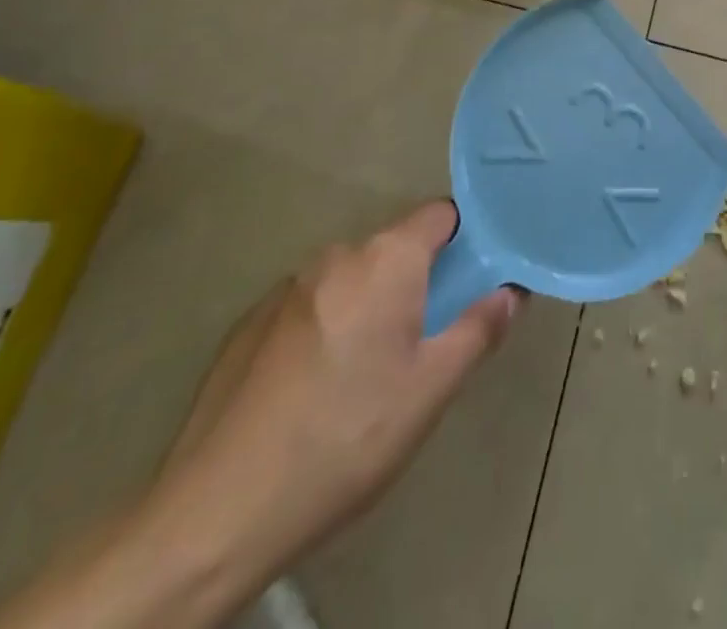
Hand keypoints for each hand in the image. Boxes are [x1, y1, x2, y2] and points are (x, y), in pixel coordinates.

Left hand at [148, 202, 521, 593]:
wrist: (216, 513)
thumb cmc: (345, 438)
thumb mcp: (431, 389)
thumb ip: (478, 328)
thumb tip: (510, 291)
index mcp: (385, 260)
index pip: (440, 215)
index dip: (465, 239)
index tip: (474, 279)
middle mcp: (336, 257)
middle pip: (395, 248)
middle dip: (417, 280)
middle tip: (425, 339)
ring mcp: (285, 288)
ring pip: (352, 280)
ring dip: (370, 305)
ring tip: (368, 373)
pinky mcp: (248, 324)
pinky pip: (310, 306)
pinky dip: (326, 327)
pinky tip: (315, 389)